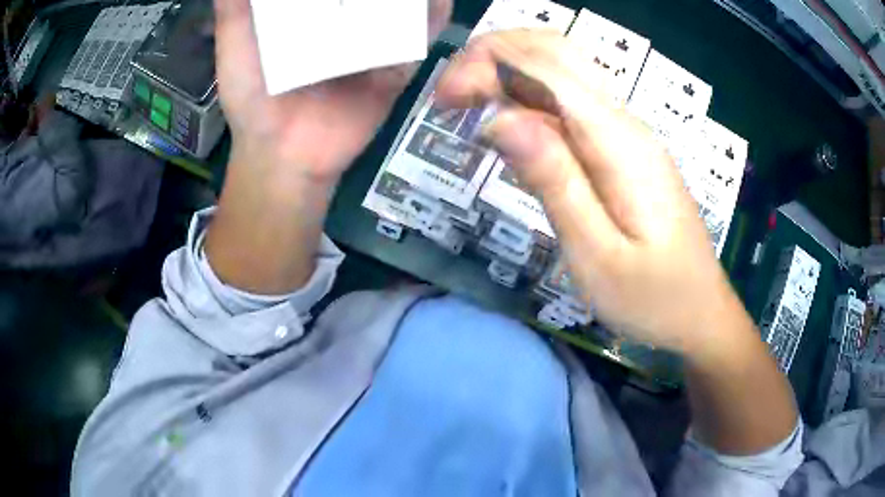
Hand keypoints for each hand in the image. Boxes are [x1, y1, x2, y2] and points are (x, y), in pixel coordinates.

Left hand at [213, 0, 452, 181]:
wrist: (285, 156)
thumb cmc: (253, 99)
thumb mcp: (235, 46)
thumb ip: (235, 8)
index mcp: (310, 13)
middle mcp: (345, 22)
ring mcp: (373, 42)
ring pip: (401, 6)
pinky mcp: (395, 67)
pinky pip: (420, 38)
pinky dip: (434, 16)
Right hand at [436, 31, 738, 354]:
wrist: (701, 313)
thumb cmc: (653, 299)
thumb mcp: (596, 255)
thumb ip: (553, 180)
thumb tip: (500, 119)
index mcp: (617, 141)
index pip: (544, 68)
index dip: (485, 66)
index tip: (442, 101)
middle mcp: (623, 121)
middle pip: (556, 51)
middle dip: (494, 53)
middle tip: (451, 94)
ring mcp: (627, 132)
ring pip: (563, 70)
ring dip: (509, 70)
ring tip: (467, 104)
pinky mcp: (624, 149)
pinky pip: (573, 104)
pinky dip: (531, 98)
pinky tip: (510, 129)